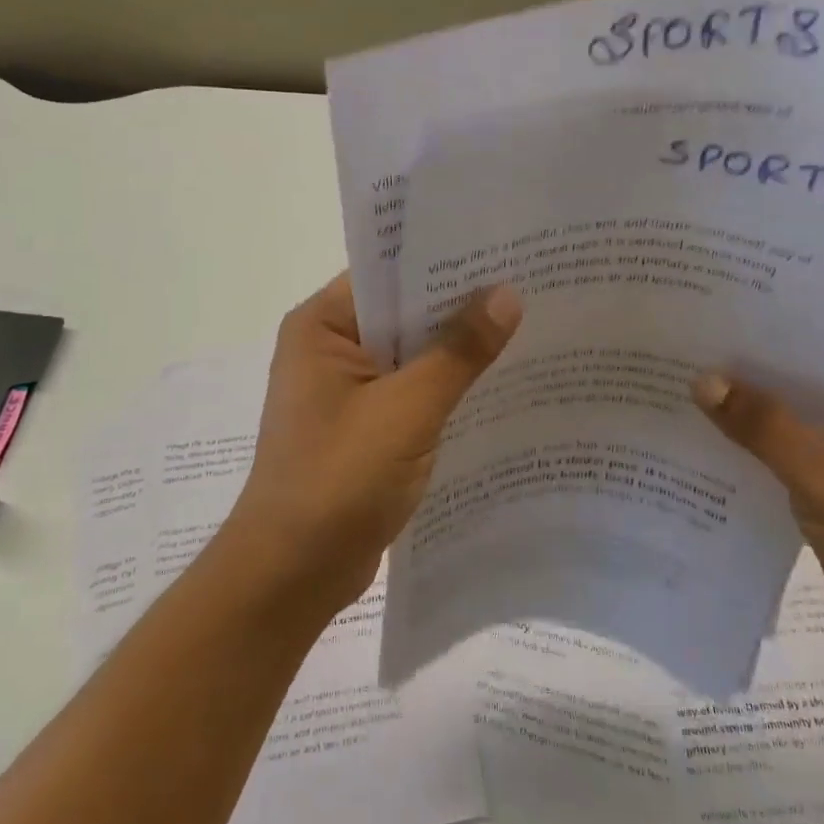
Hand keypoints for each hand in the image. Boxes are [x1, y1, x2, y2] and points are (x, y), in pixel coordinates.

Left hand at [221, 273, 522, 619]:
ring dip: (457, 349)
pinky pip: (412, 391)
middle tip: (530, 283)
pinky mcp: (364, 426)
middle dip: (460, 305)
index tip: (504, 248)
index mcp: (322, 325)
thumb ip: (459, 352)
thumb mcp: (407, 410)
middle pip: (404, 313)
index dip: (445, 261)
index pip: (389, 273)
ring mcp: (346, 390)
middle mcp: (330, 348)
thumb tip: (508, 294)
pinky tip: (499, 382)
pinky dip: (447, 387)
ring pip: (412, 355)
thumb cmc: (338, 479)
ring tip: (529, 325)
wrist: (292, 575)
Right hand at [694, 363, 823, 665]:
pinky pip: (788, 456)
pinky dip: (756, 451)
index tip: (713, 322)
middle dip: (748, 374)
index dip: (766, 333)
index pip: (819, 343)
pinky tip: (707, 441)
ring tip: (683, 388)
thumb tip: (702, 379)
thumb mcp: (823, 470)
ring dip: (749, 414)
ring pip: (792, 420)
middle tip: (686, 352)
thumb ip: (761, 423)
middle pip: (800, 381)